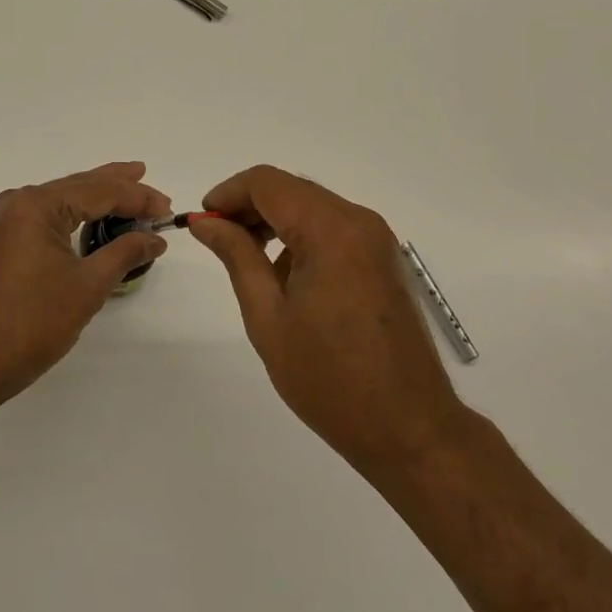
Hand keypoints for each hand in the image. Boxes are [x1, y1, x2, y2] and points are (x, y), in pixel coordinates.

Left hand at [0, 162, 170, 416]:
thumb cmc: (28, 324)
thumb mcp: (86, 288)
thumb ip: (124, 254)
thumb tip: (154, 237)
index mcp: (36, 205)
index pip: (99, 190)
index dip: (137, 197)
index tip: (168, 209)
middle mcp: (18, 203)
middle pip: (80, 187)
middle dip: (119, 188)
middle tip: (153, 188)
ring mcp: (6, 222)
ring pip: (63, 201)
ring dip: (98, 200)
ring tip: (130, 193)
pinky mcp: (2, 243)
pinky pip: (48, 218)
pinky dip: (76, 217)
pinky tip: (94, 220)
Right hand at [190, 166, 465, 477]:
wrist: (409, 429)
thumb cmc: (329, 378)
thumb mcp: (268, 317)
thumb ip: (237, 257)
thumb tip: (206, 223)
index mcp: (330, 230)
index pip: (267, 182)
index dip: (228, 193)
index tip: (202, 221)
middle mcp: (358, 221)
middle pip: (291, 189)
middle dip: (249, 206)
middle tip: (218, 240)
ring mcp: (376, 239)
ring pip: (312, 205)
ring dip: (275, 220)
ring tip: (247, 259)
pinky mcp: (383, 259)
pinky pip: (333, 227)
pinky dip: (302, 235)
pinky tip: (286, 276)